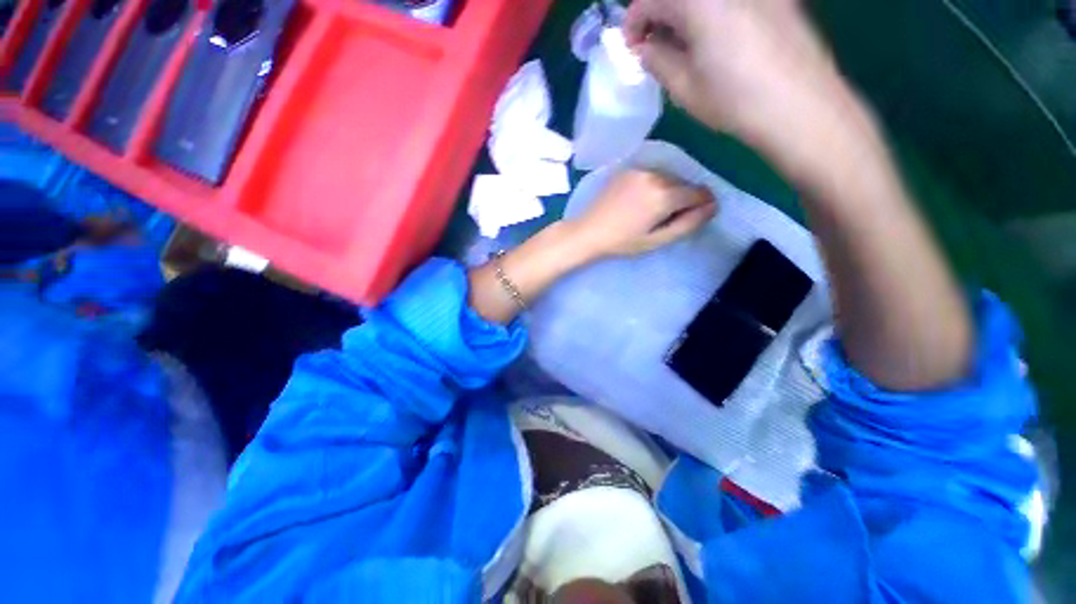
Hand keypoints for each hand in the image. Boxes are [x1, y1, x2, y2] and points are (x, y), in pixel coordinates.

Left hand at [568, 169, 716, 257]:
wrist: (588, 231)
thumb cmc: (622, 242)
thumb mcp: (657, 240)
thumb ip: (687, 223)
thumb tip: (713, 206)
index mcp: (664, 195)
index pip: (699, 192)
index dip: (700, 205)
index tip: (688, 218)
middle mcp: (655, 176)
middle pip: (683, 184)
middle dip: (681, 199)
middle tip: (662, 218)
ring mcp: (639, 170)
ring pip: (668, 177)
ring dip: (667, 191)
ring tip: (648, 210)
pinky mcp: (627, 169)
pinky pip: (651, 174)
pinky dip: (652, 185)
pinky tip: (637, 200)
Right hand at [624, 0, 854, 160]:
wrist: (800, 105)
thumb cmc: (734, 99)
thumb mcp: (683, 87)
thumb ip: (657, 60)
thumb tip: (646, 47)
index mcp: (698, 0)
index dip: (633, 23)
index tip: (631, 48)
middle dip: (659, 14)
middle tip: (654, 44)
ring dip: (685, 14)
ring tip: (682, 43)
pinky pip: (731, 2)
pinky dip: (712, 12)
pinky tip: (714, 38)